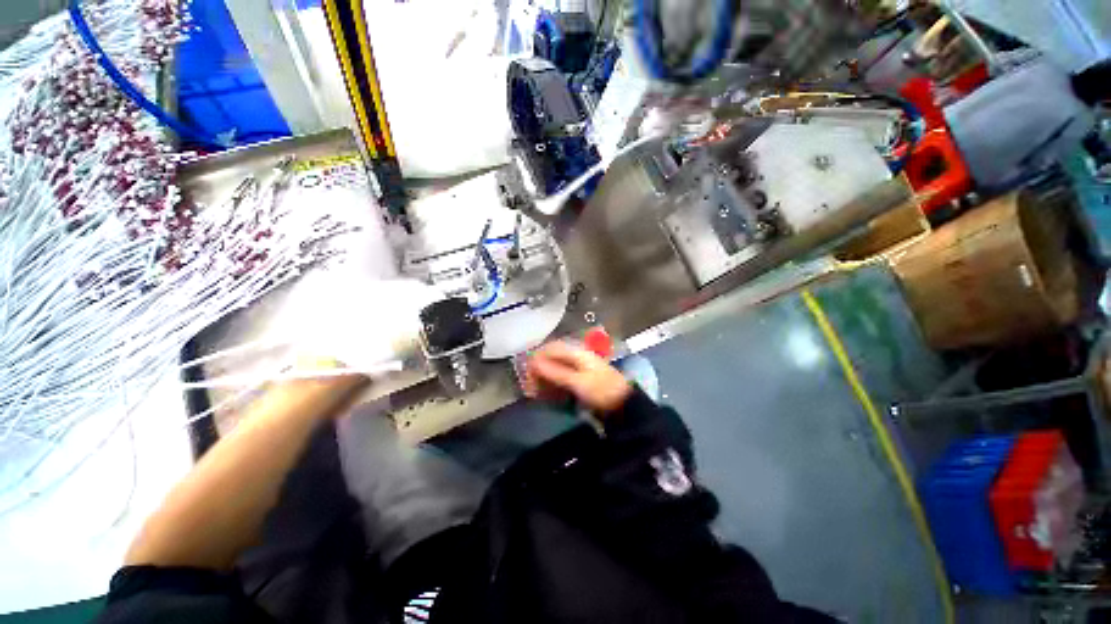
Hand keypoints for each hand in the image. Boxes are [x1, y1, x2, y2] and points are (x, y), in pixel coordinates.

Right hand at [525, 341, 631, 413]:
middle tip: (530, 387)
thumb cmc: (602, 390)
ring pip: (555, 368)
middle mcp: (576, 356)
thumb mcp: (578, 382)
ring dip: (544, 379)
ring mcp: (579, 367)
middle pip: (551, 358)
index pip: (550, 348)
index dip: (536, 358)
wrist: (624, 403)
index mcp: (576, 352)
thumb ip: (556, 372)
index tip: (526, 374)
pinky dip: (553, 385)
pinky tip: (548, 395)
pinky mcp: (581, 378)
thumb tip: (534, 363)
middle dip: (539, 371)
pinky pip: (561, 377)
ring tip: (536, 393)